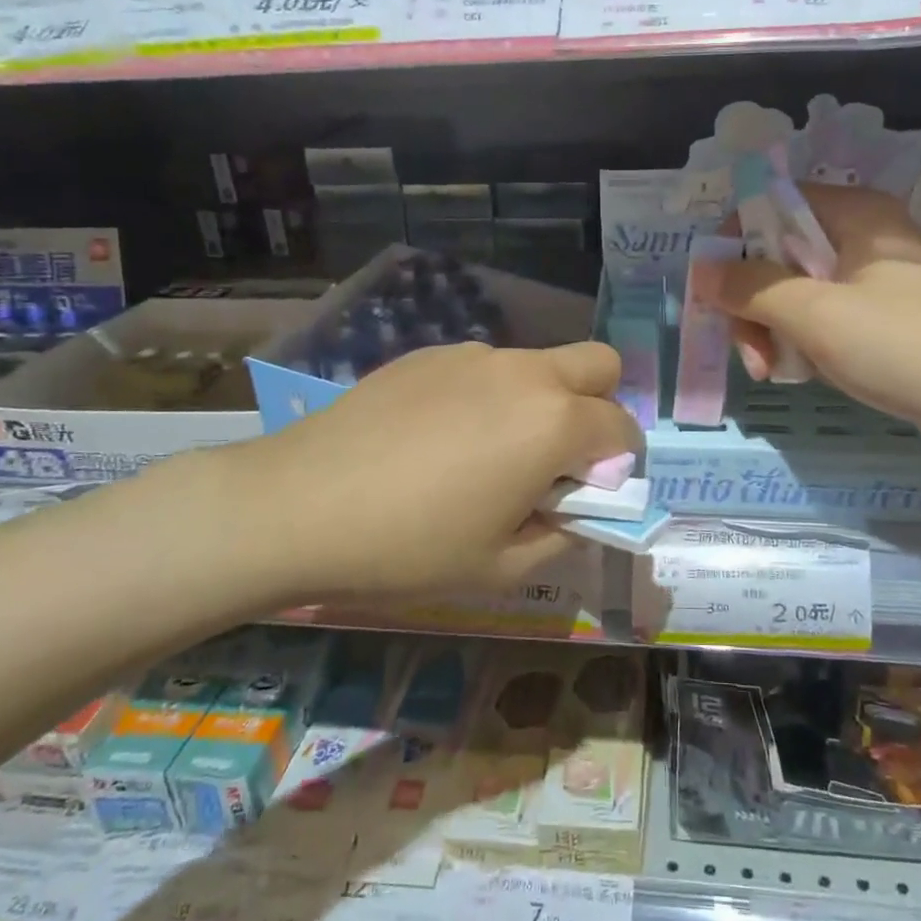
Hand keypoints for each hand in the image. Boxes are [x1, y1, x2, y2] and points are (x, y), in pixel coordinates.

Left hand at [219, 340, 642, 598]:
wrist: (298, 505)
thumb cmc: (410, 547)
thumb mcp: (500, 567)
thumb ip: (561, 536)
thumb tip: (577, 511)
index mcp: (553, 422)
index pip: (622, 427)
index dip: (621, 463)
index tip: (591, 493)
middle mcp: (524, 373)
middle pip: (598, 364)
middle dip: (599, 406)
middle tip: (559, 457)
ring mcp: (474, 355)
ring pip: (538, 364)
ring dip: (541, 400)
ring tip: (488, 452)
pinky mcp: (429, 353)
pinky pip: (485, 367)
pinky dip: (490, 395)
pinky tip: (440, 438)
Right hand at [711, 184, 920, 429]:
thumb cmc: (905, 346)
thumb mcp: (815, 314)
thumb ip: (751, 288)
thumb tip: (701, 270)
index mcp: (856, 214)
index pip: (773, 205)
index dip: (734, 243)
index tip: (717, 294)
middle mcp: (867, 238)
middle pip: (782, 254)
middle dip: (754, 303)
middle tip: (749, 353)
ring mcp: (881, 283)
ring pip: (802, 293)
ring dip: (775, 330)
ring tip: (773, 373)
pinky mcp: (891, 323)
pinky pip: (830, 321)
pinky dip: (808, 345)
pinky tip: (805, 375)